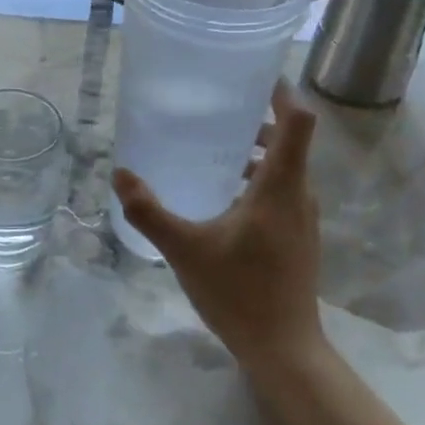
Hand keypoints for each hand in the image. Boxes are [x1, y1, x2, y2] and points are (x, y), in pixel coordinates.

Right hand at [113, 81, 325, 370]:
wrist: (283, 348)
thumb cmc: (239, 292)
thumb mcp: (185, 249)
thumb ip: (149, 211)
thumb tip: (120, 175)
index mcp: (280, 186)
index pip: (298, 121)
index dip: (282, 92)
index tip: (255, 75)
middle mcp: (300, 195)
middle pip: (291, 140)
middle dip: (259, 119)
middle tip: (219, 109)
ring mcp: (304, 218)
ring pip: (286, 168)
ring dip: (259, 152)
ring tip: (217, 149)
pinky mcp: (300, 237)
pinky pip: (283, 191)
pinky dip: (260, 178)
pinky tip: (225, 197)